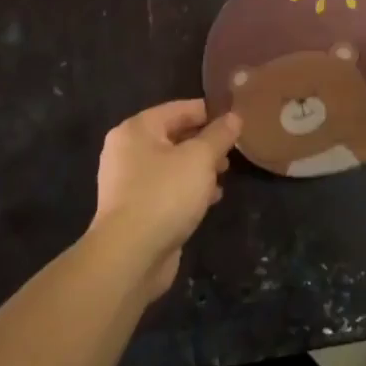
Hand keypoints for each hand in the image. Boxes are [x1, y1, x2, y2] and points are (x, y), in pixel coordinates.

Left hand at [89, 100, 241, 298]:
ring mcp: (129, 183)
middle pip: (175, 136)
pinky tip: (212, 198)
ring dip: (200, 167)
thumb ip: (219, 135)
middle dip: (206, 142)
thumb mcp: (200, 158)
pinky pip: (168, 189)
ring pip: (173, 164)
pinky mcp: (137, 209)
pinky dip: (189, 189)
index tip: (237, 119)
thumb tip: (234, 117)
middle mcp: (128, 151)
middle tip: (234, 150)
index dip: (210, 112)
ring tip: (226, 173)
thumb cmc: (165, 194)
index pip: (179, 109)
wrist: (130, 255)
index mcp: (136, 130)